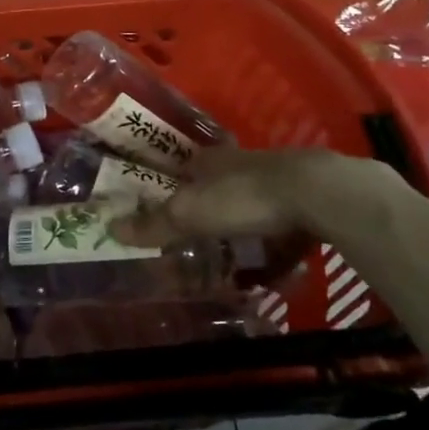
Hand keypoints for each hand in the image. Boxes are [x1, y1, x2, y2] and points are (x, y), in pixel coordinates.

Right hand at [110, 147, 391, 247]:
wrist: (318, 193)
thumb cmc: (242, 197)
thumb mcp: (190, 214)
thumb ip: (154, 224)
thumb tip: (110, 228)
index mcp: (208, 161)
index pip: (181, 170)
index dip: (170, 189)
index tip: (163, 213)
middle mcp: (239, 164)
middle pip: (216, 188)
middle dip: (208, 213)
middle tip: (198, 244)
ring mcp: (276, 180)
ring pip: (251, 206)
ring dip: (243, 231)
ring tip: (237, 263)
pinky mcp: (307, 200)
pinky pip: (284, 227)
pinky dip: (277, 246)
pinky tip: (278, 268)